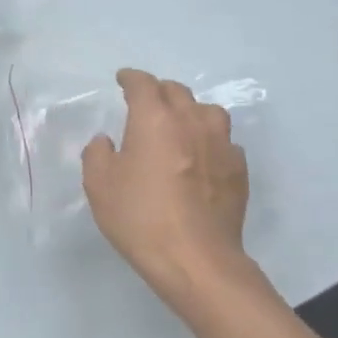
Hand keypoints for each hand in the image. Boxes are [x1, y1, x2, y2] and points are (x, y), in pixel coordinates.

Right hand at [82, 70, 253, 313]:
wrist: (196, 260)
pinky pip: (223, 141)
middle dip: (159, 91)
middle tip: (146, 103)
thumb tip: (107, 141)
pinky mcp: (238, 169)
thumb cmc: (141, 218)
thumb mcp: (99, 186)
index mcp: (154, 119)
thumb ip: (98, 154)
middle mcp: (191, 122)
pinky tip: (201, 157)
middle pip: (177, 91)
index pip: (143, 84)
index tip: (123, 79)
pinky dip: (209, 140)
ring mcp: (221, 144)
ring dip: (190, 111)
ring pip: (207, 111)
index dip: (131, 78)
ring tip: (179, 125)